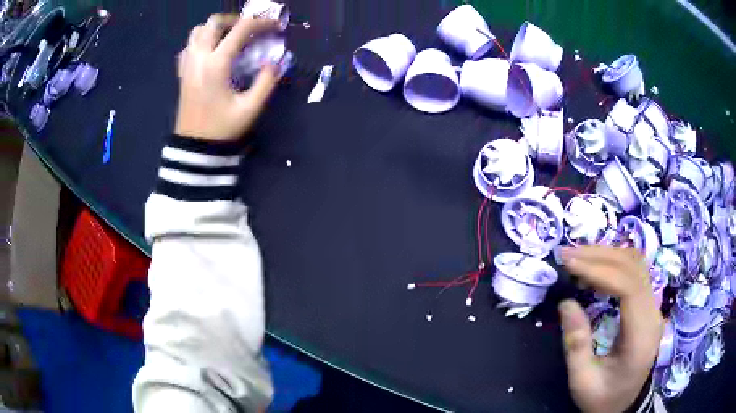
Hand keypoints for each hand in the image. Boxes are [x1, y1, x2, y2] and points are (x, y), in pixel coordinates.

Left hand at [175, 14, 279, 140]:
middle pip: (214, 22)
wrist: (194, 148)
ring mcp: (187, 64)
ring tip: (230, 38)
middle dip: (235, 20)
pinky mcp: (182, 72)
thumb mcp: (250, 108)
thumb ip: (266, 81)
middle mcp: (199, 58)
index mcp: (216, 64)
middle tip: (250, 30)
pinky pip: (189, 45)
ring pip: (198, 31)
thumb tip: (275, 61)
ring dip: (216, 28)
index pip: (241, 29)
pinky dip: (201, 40)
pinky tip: (211, 51)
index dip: (262, 23)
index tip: (276, 27)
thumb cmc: (221, 128)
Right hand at [559, 246, 663, 412]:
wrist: (624, 405)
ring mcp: (653, 307)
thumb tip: (566, 302)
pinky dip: (615, 262)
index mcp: (640, 336)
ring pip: (636, 264)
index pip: (629, 287)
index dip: (600, 271)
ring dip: (607, 255)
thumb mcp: (583, 381)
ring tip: (579, 256)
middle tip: (567, 255)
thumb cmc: (603, 397)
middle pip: (634, 267)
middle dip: (600, 256)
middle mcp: (652, 314)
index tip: (570, 265)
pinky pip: (635, 271)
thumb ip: (576, 345)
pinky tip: (597, 266)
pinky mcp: (648, 305)